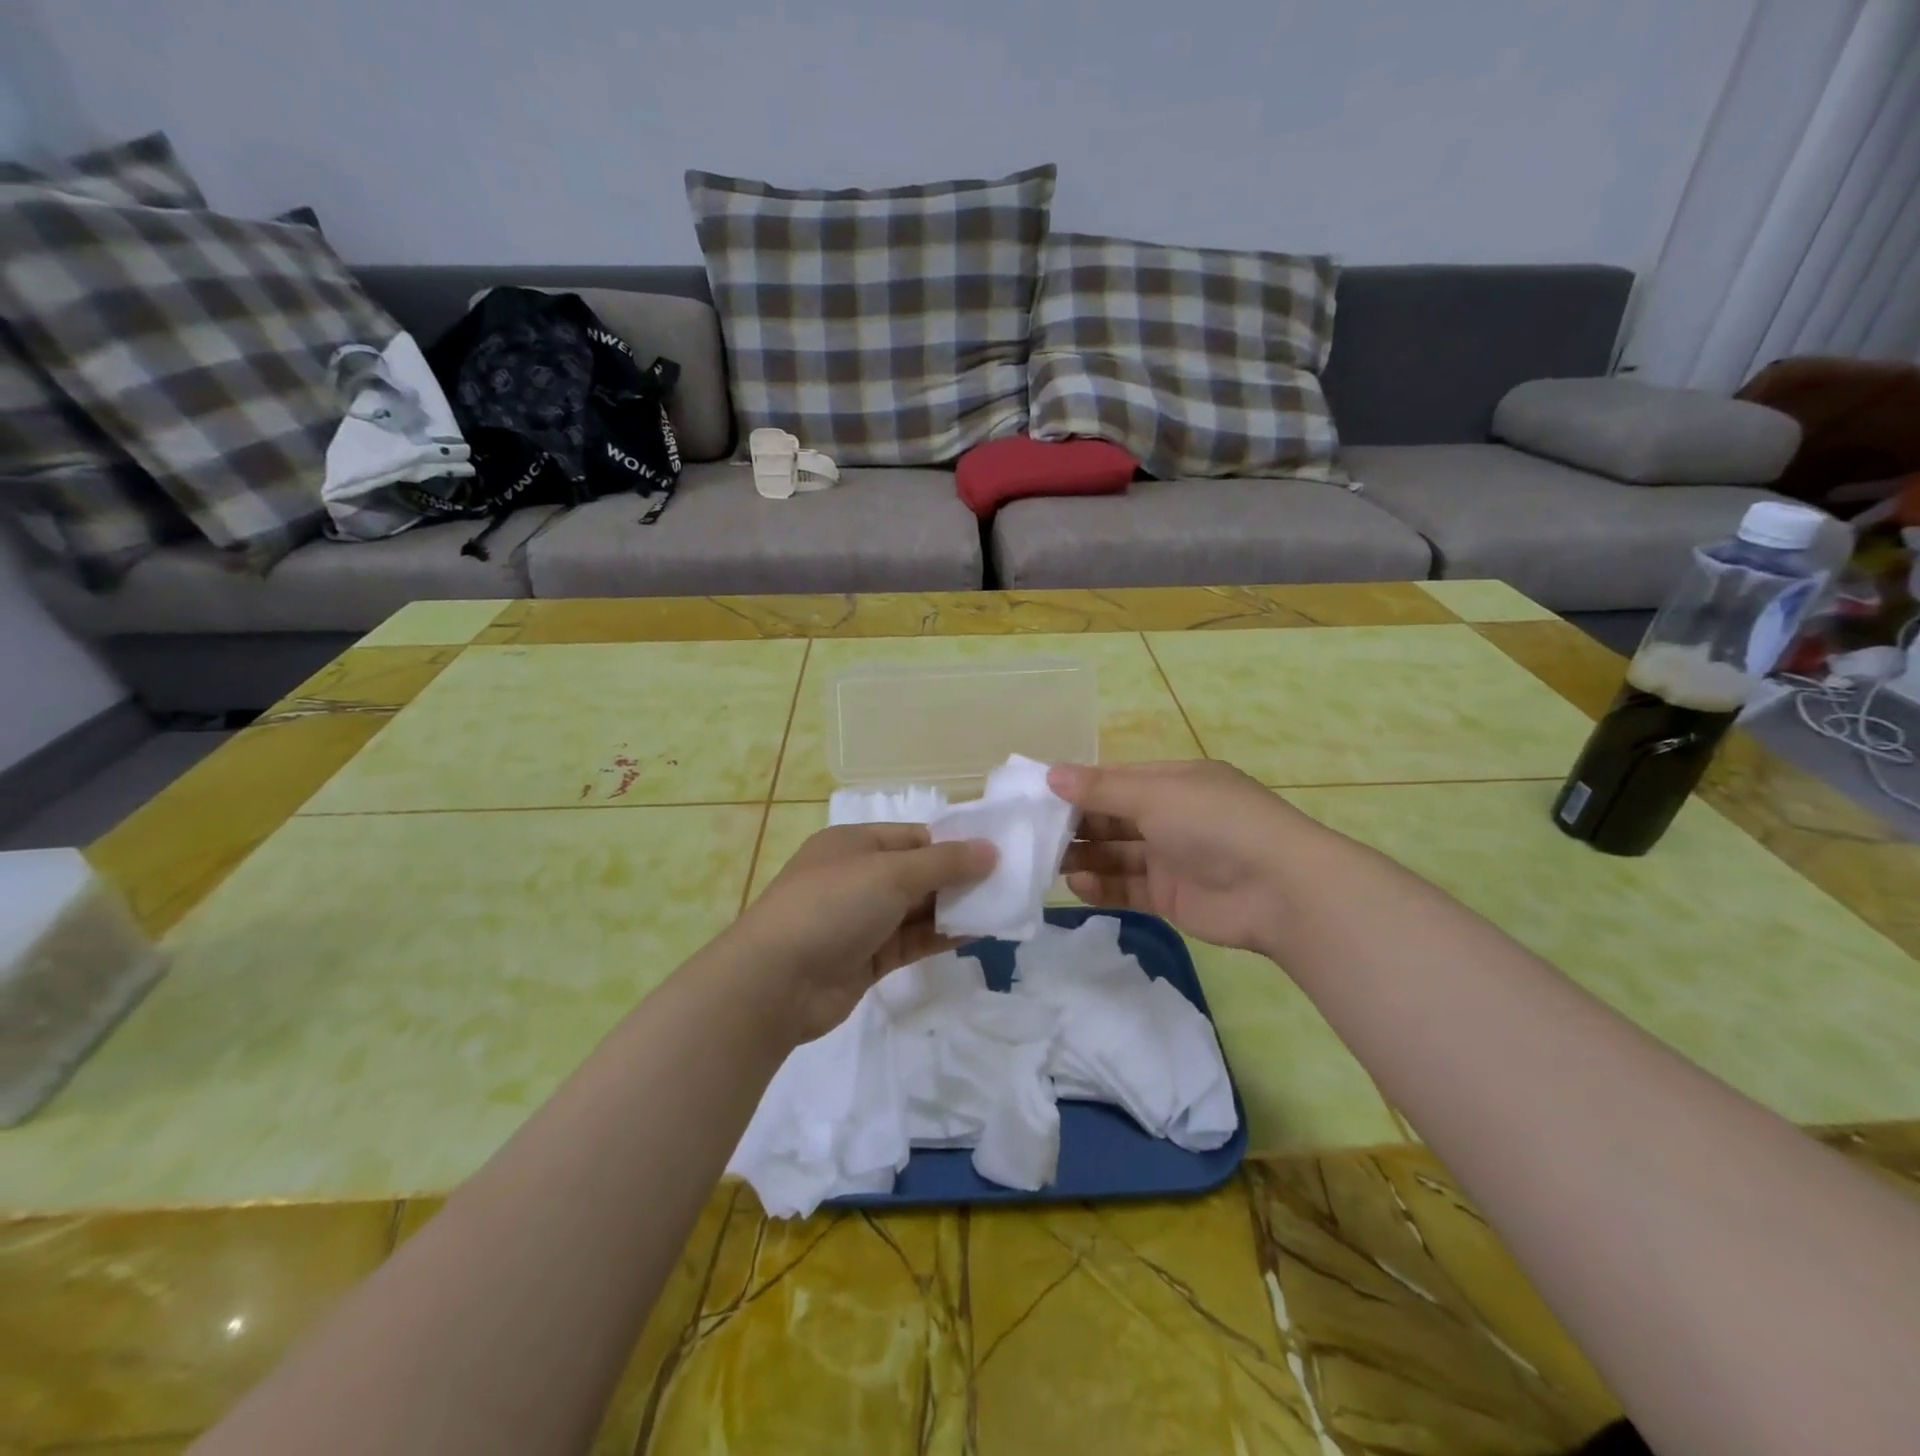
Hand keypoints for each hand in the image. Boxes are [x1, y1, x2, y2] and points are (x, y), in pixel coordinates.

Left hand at [729, 823, 994, 1044]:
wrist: (776, 982)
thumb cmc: (832, 906)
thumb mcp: (890, 873)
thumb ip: (944, 863)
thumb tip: (991, 850)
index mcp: (855, 843)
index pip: (915, 837)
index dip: (954, 844)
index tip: (996, 853)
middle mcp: (858, 877)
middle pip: (919, 872)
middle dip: (960, 878)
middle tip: (1009, 883)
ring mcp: (862, 920)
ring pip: (918, 909)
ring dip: (956, 908)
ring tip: (1003, 907)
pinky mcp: (868, 958)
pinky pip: (913, 940)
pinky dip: (942, 936)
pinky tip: (979, 933)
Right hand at [1050, 760, 1314, 955]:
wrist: (1279, 890)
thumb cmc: (1214, 824)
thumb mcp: (1155, 795)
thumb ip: (1100, 790)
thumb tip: (1049, 774)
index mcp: (1173, 782)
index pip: (1115, 781)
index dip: (1078, 787)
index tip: (1036, 796)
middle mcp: (1171, 816)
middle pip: (1111, 818)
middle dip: (1075, 824)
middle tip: (1032, 834)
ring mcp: (1171, 858)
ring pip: (1116, 854)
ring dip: (1084, 856)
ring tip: (1048, 863)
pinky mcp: (1170, 896)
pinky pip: (1127, 887)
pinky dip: (1102, 886)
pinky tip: (1078, 885)